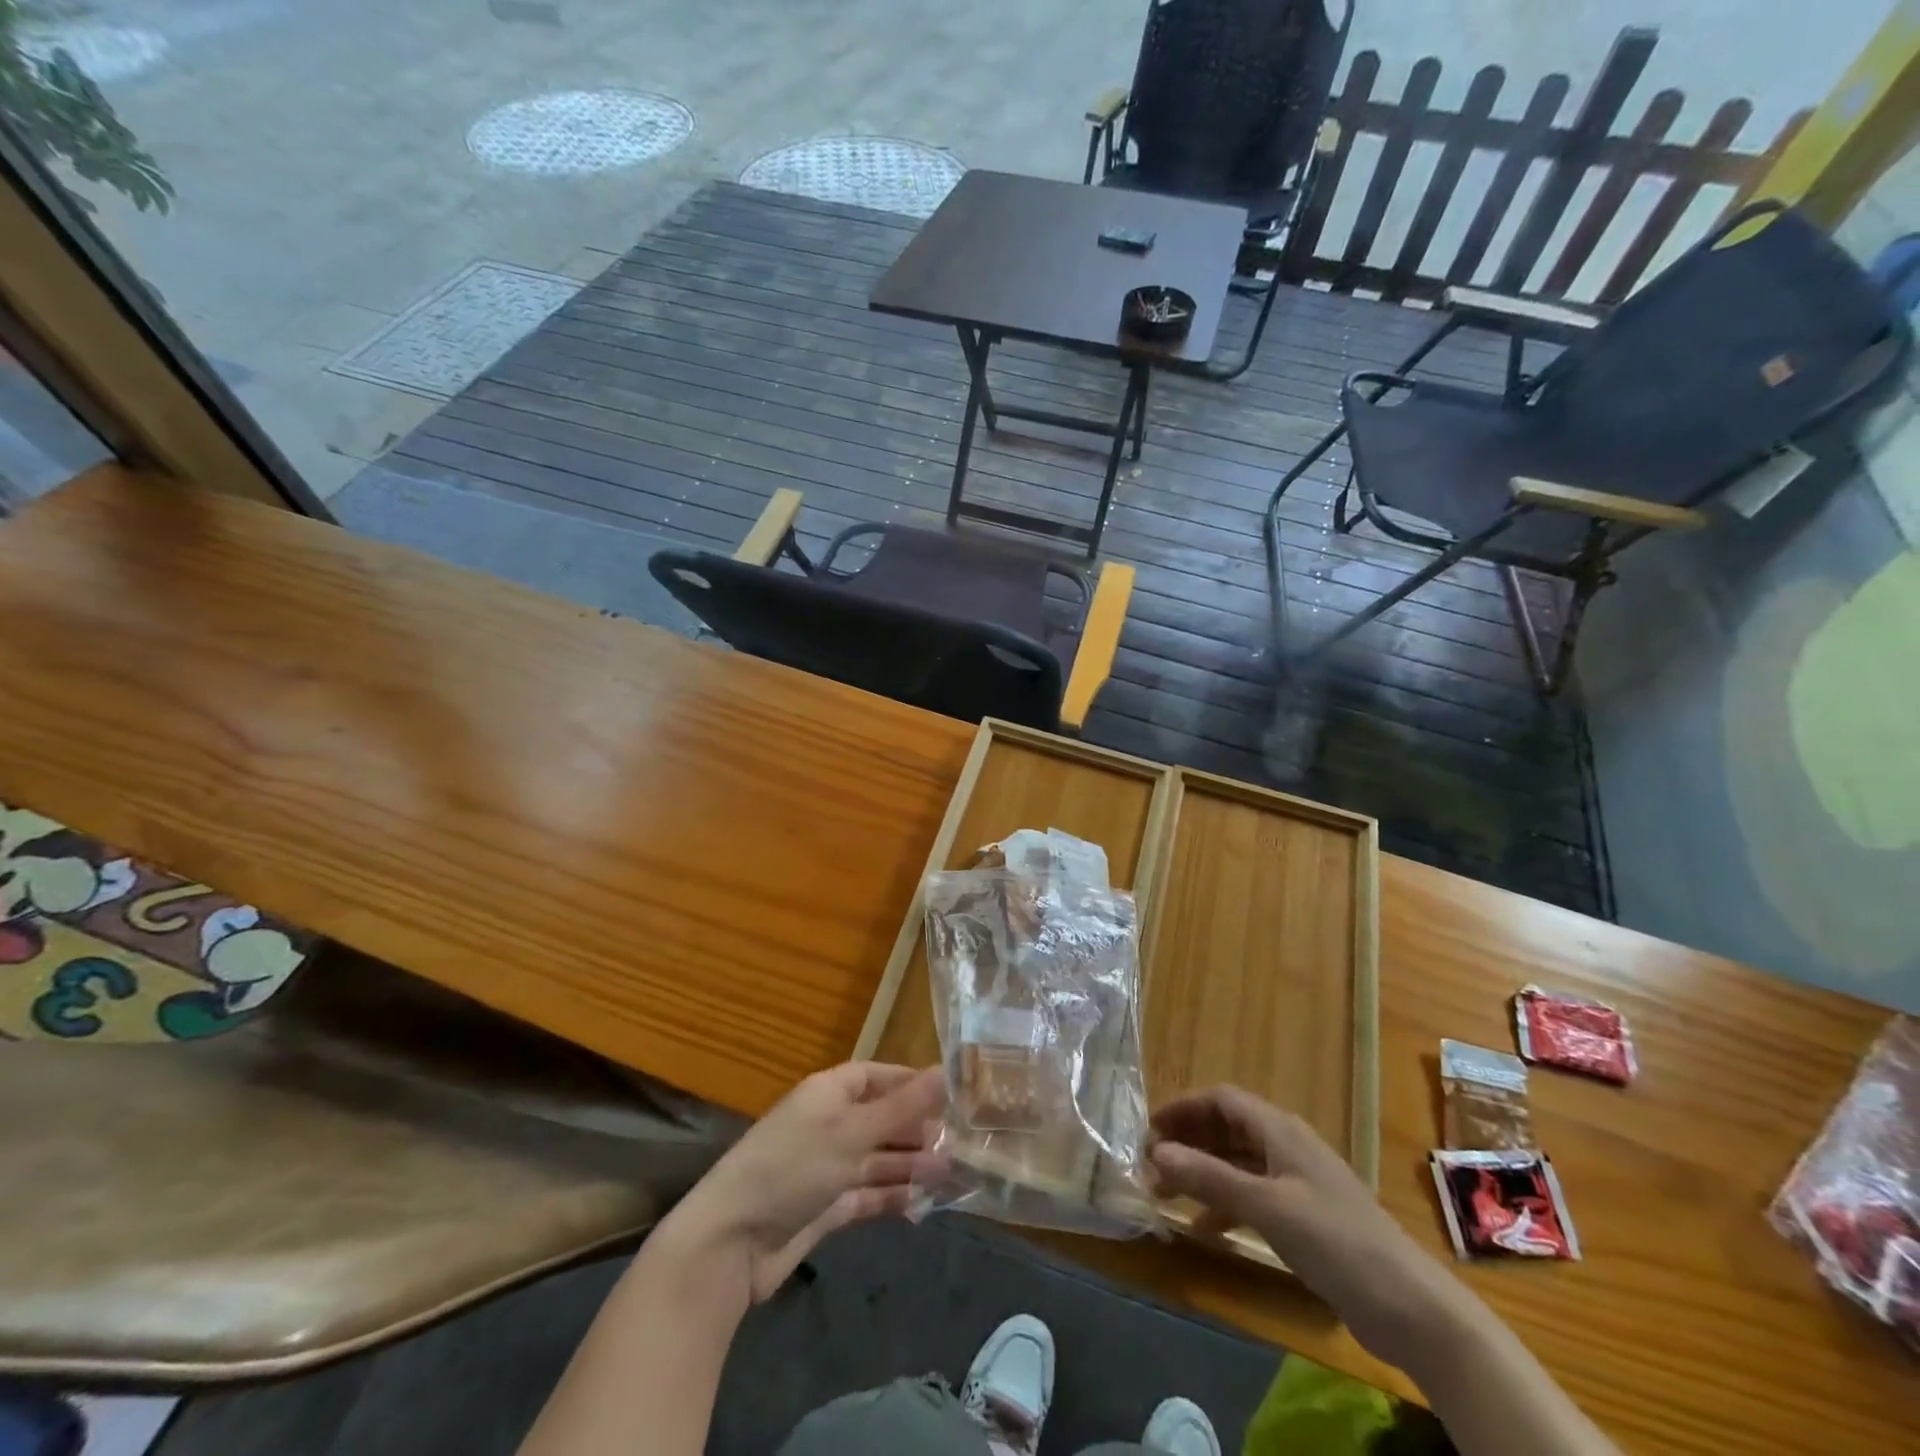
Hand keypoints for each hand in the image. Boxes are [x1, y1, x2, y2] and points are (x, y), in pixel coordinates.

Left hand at [664, 1062, 944, 1301]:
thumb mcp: (852, 1132)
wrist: (732, 1244)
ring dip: (911, 1166)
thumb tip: (945, 1071)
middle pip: (882, 1119)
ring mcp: (827, 1167)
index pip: (877, 1076)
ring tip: (952, 1176)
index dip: (911, 1083)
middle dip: (918, 1130)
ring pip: (878, 1159)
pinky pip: (867, 1195)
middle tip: (961, 1145)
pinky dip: (892, 1198)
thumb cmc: (793, 1167)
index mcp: (829, 1093)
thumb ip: (902, 1106)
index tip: (951, 1095)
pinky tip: (921, 1206)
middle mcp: (829, 1124)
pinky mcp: (826, 1207)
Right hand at [1150, 1087, 1471, 1373]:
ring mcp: (1299, 1182)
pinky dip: (1227, 1205)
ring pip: (1238, 1164)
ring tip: (1168, 1198)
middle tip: (1152, 1165)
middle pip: (1228, 1129)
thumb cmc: (1334, 1240)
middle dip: (1189, 1142)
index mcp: (1279, 1130)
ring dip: (1203, 1175)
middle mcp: (1287, 1146)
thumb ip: (1209, 1177)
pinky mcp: (1307, 1218)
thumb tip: (1156, 1151)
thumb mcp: (1265, 1206)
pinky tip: (1208, 1230)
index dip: (1184, 1108)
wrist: (1410, 1306)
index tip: (1149, 1129)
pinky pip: (1254, 1196)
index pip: (1222, 1100)